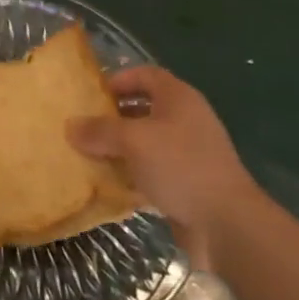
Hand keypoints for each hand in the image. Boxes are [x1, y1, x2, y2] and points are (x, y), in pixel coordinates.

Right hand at [66, 64, 264, 268]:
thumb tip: (70, 126)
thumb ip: (99, 130)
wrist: (228, 224)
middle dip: (114, 116)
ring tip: (91, 153)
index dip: (118, 79)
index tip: (92, 94)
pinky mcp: (189, 183)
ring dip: (121, 147)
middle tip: (85, 125)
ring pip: (147, 141)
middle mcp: (186, 120)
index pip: (145, 75)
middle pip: (144, 107)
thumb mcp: (132, 141)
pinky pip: (154, 169)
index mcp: (178, 98)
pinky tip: (111, 183)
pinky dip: (133, 173)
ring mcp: (190, 153)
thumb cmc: (180, 166)